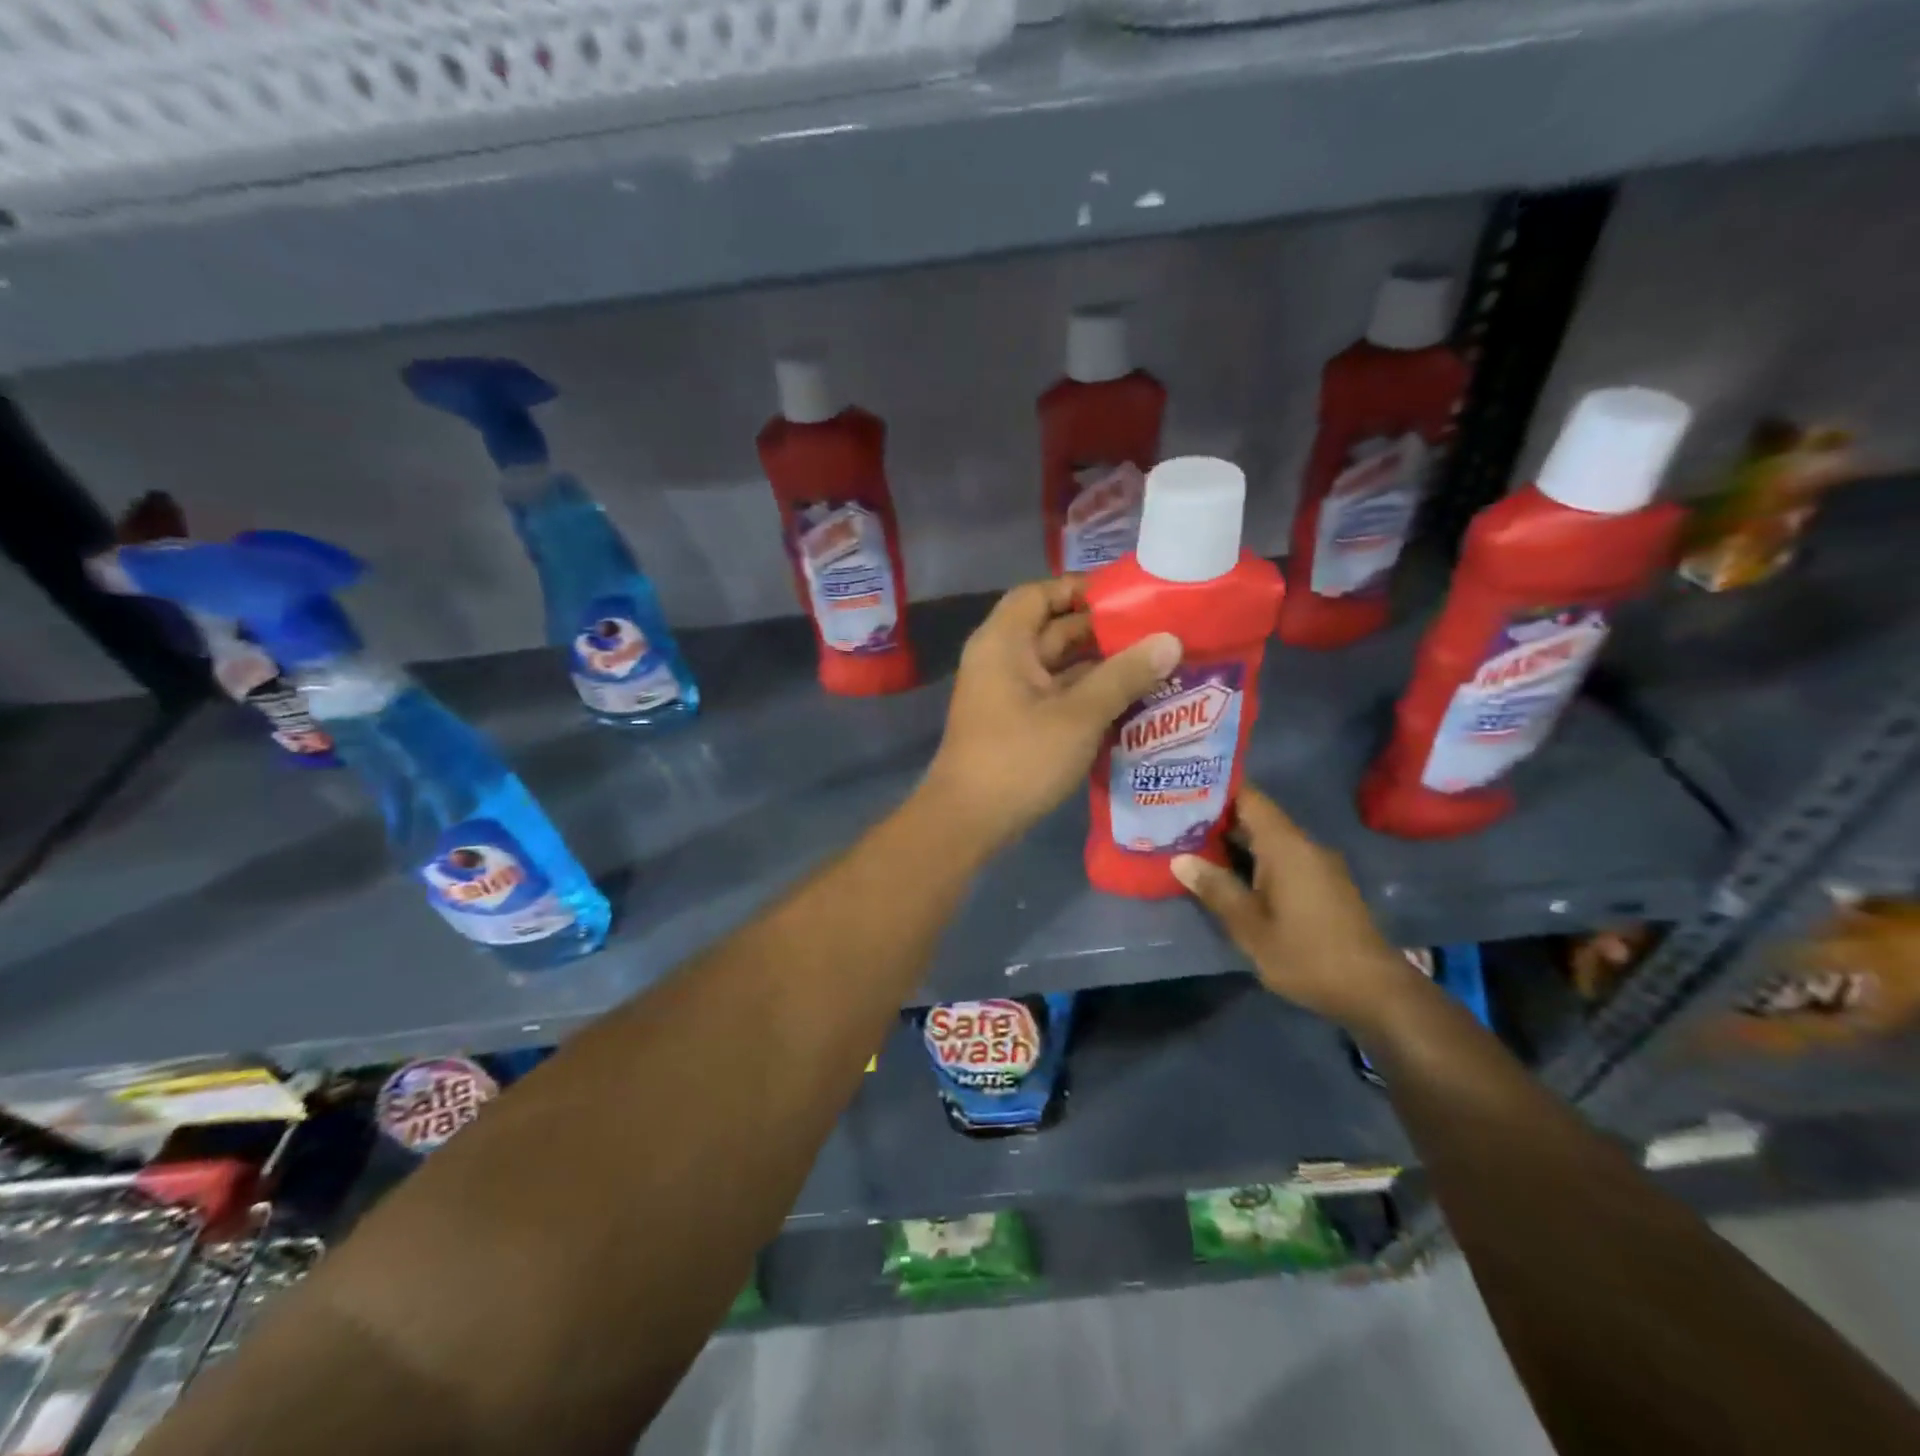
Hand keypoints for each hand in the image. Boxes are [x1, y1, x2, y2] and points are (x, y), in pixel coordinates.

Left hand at [922, 577, 1179, 854]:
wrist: (968, 821)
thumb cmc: (1019, 759)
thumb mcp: (1078, 715)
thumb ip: (1124, 676)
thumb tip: (1170, 640)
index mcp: (1004, 643)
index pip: (1039, 593)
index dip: (1080, 589)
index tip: (1128, 597)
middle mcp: (1001, 660)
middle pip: (1052, 629)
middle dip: (1102, 630)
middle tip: (1157, 632)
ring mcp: (1006, 693)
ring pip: (1057, 666)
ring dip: (1099, 665)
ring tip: (1155, 663)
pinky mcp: (1015, 723)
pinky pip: (1055, 695)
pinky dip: (1086, 694)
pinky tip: (1129, 700)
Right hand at [1171, 785, 1425, 1030]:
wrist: (1374, 992)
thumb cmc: (1306, 955)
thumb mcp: (1250, 926)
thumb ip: (1216, 889)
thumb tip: (1180, 860)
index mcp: (1285, 845)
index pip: (1249, 797)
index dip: (1216, 789)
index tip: (1182, 789)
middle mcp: (1304, 845)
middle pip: (1256, 817)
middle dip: (1217, 819)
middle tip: (1174, 821)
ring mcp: (1317, 865)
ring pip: (1268, 840)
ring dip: (1234, 842)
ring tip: (1192, 846)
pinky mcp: (1324, 885)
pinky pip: (1282, 858)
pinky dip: (1254, 860)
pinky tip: (1229, 876)